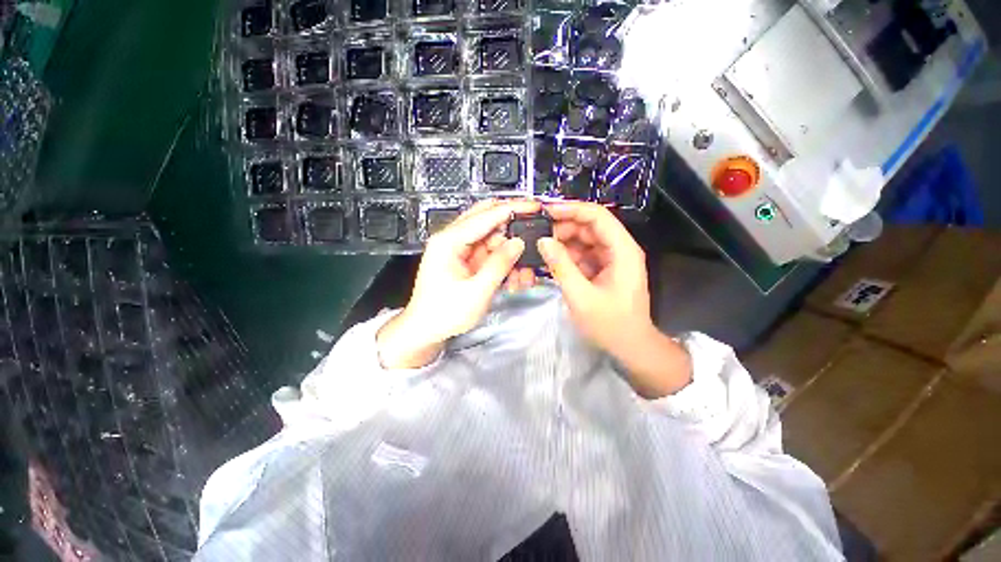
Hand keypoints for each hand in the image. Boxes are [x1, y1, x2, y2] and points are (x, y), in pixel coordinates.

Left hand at [377, 199, 541, 368]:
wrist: (426, 331)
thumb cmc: (443, 313)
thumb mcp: (476, 291)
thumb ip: (499, 264)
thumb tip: (518, 243)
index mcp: (449, 241)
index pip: (485, 215)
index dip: (512, 209)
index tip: (534, 206)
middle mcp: (453, 240)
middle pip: (488, 221)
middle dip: (513, 230)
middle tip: (533, 236)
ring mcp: (461, 250)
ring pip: (493, 240)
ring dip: (511, 253)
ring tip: (522, 275)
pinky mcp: (467, 261)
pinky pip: (491, 254)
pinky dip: (504, 263)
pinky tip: (513, 278)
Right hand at [538, 202, 690, 397]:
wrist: (630, 347)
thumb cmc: (610, 324)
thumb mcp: (581, 296)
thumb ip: (561, 266)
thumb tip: (543, 241)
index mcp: (622, 250)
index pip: (597, 216)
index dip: (571, 209)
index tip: (545, 211)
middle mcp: (618, 249)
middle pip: (589, 226)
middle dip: (563, 228)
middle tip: (537, 235)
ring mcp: (610, 259)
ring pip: (583, 240)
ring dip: (562, 242)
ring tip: (539, 248)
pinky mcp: (602, 269)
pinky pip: (582, 255)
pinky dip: (566, 256)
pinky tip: (549, 261)